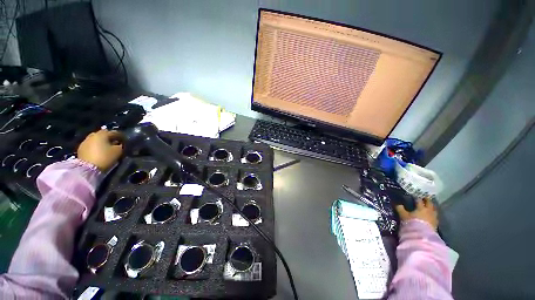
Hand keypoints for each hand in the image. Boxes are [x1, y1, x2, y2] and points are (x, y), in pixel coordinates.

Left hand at [77, 130, 123, 171]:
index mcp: (102, 134)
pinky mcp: (81, 149)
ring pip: (96, 139)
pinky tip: (99, 151)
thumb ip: (120, 145)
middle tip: (115, 142)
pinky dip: (95, 146)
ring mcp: (85, 141)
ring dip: (101, 141)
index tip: (125, 140)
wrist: (88, 169)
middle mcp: (93, 135)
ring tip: (106, 147)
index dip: (121, 136)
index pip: (114, 132)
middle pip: (103, 134)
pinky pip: (91, 144)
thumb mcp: (118, 151)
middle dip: (109, 137)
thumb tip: (121, 143)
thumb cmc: (105, 157)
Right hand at [395, 198, 437, 230]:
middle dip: (427, 201)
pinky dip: (433, 215)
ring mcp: (433, 218)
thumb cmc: (412, 223)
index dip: (416, 198)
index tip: (414, 196)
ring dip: (432, 208)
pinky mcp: (436, 224)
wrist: (422, 236)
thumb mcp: (403, 216)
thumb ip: (400, 209)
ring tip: (430, 207)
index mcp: (421, 208)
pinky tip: (431, 216)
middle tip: (425, 198)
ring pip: (434, 210)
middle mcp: (429, 211)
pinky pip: (435, 217)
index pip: (418, 200)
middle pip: (429, 204)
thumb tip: (397, 204)